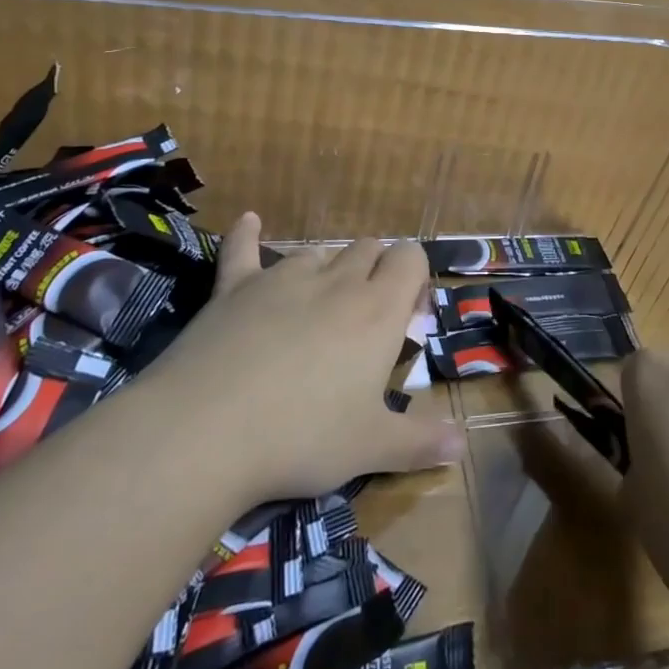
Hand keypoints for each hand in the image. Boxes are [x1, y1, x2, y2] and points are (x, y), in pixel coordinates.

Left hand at [145, 213, 463, 502]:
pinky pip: (242, 250)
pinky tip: (249, 221)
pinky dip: (247, 235)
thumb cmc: (301, 437)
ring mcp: (282, 278)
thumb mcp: (370, 448)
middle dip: (375, 271)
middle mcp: (337, 281)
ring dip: (327, 270)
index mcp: (378, 310)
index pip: (411, 258)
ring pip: (318, 253)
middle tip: (365, 321)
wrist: (204, 431)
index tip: (408, 314)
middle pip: (368, 249)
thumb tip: (463, 446)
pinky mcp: (234, 288)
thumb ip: (421, 442)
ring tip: (320, 308)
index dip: (414, 276)